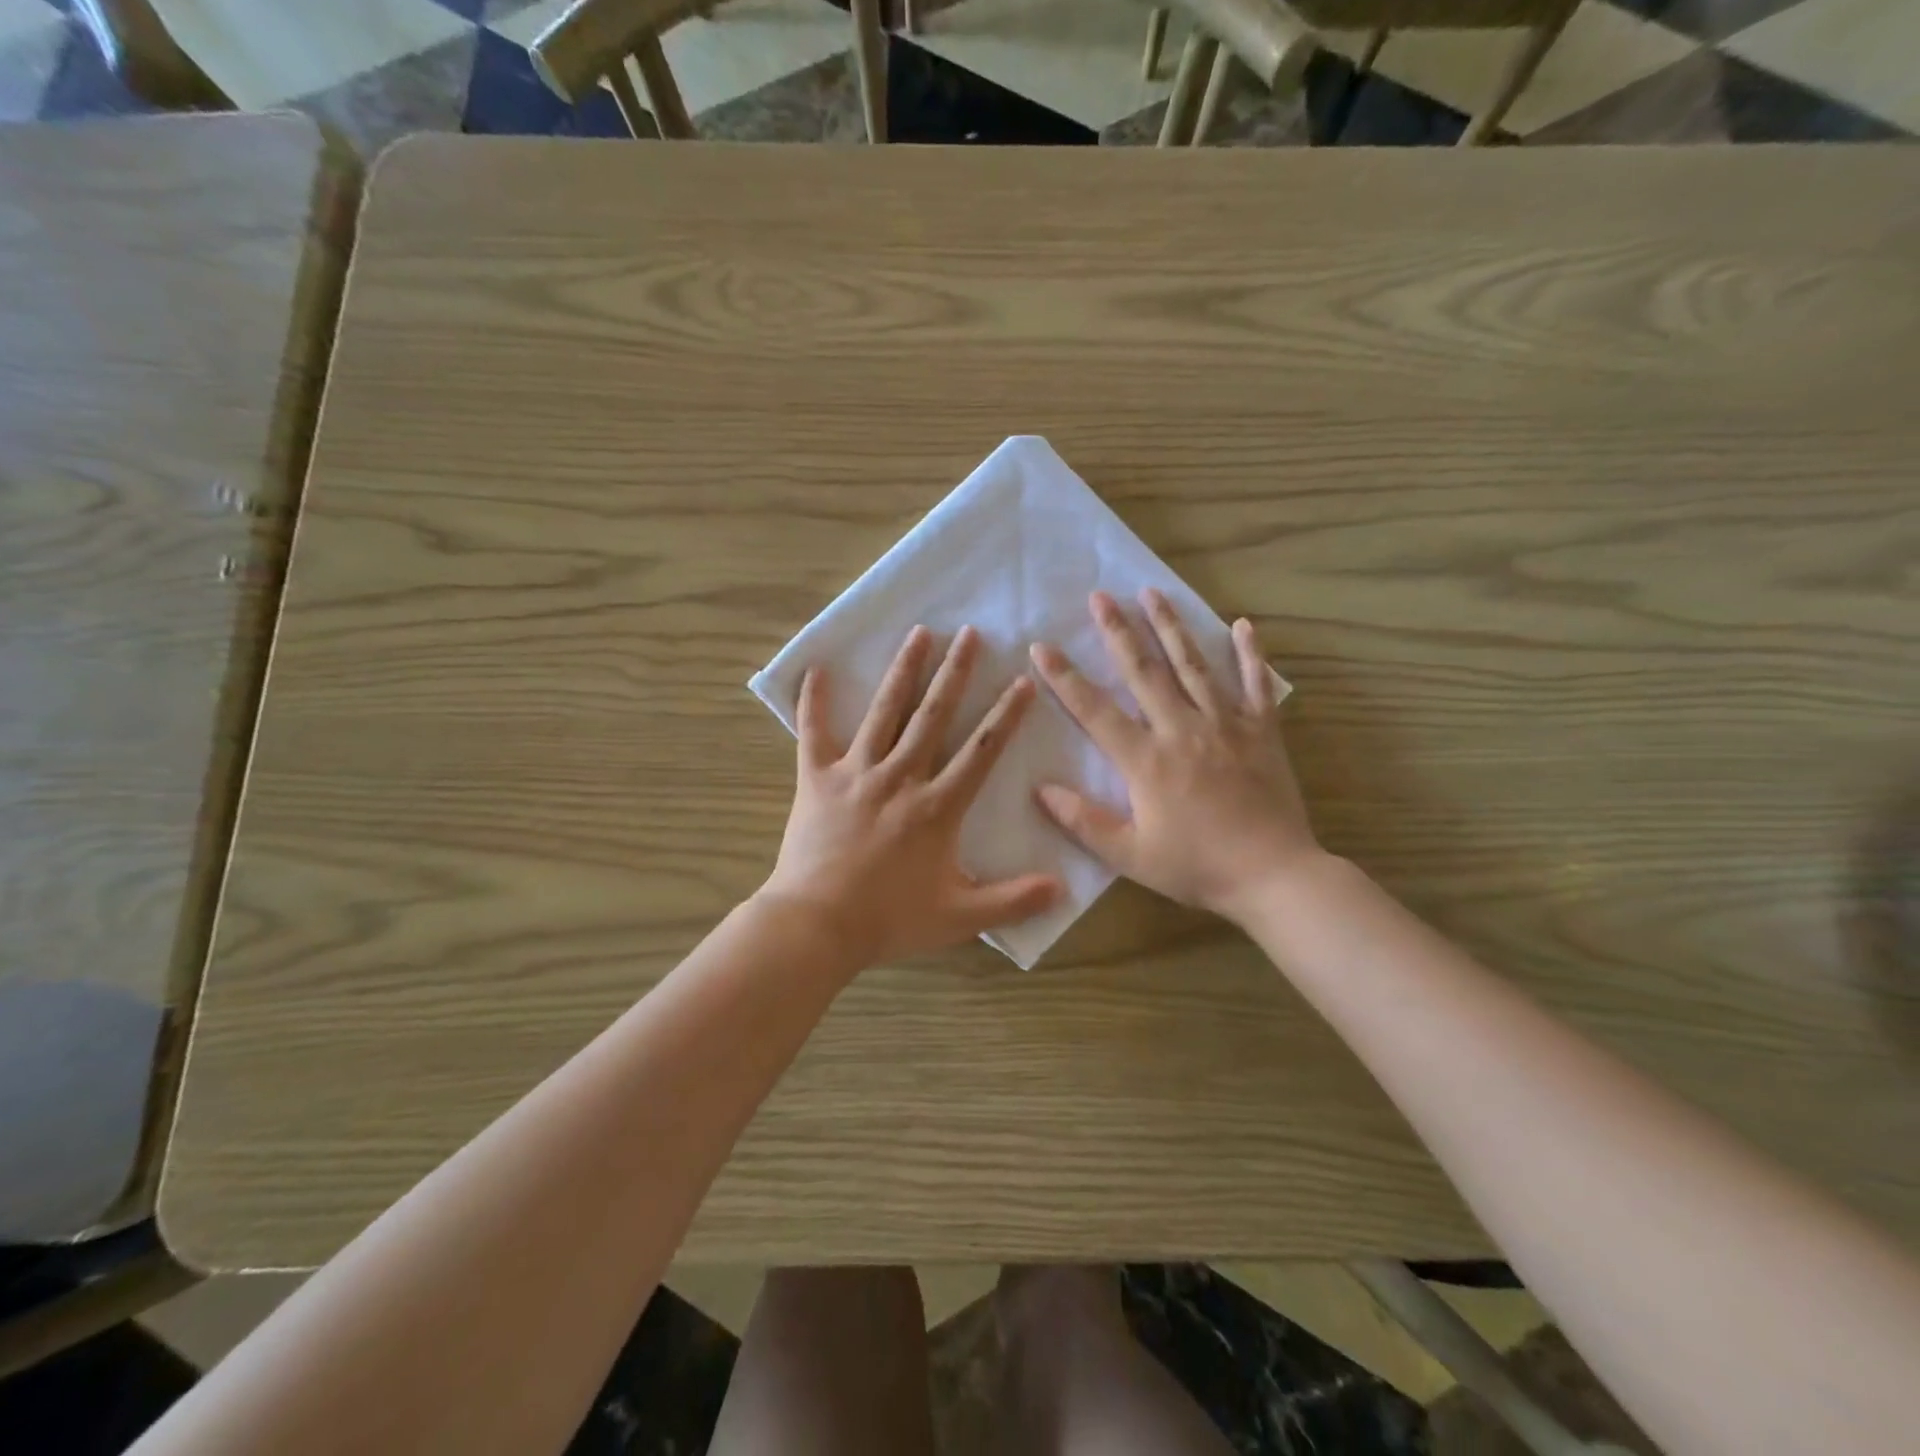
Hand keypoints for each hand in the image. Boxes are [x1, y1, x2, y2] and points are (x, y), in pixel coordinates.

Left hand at [760, 625, 1061, 967]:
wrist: (817, 926)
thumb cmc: (889, 919)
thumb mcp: (959, 917)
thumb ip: (1012, 901)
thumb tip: (1063, 889)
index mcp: (937, 806)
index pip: (980, 751)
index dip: (1005, 715)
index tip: (1021, 681)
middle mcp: (900, 777)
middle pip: (933, 715)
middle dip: (955, 672)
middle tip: (969, 633)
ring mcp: (856, 773)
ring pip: (884, 712)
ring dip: (903, 671)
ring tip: (919, 633)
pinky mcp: (817, 779)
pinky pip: (814, 733)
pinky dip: (814, 701)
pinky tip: (817, 669)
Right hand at [1029, 589, 1318, 923]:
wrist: (1274, 875)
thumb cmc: (1197, 867)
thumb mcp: (1130, 855)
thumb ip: (1083, 821)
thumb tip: (1039, 789)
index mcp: (1146, 760)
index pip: (1094, 710)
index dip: (1064, 678)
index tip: (1041, 647)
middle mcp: (1182, 729)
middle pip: (1143, 671)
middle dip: (1118, 631)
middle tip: (1100, 596)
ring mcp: (1226, 724)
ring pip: (1193, 665)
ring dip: (1170, 627)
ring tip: (1152, 592)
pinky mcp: (1262, 731)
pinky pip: (1256, 684)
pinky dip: (1250, 654)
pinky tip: (1242, 625)